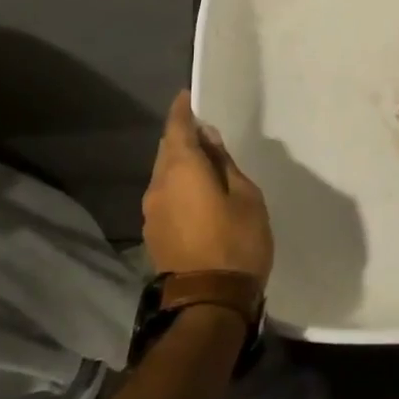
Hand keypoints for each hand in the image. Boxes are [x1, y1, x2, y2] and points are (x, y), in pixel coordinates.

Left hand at [142, 91, 274, 288]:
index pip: (176, 128)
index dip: (182, 110)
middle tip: (205, 131)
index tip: (188, 96)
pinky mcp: (154, 233)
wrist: (209, 302)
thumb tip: (208, 140)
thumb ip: (224, 164)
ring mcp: (152, 212)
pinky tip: (198, 193)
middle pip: (166, 151)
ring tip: (206, 163)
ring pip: (164, 174)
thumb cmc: (237, 242)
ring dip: (180, 164)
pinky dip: (178, 186)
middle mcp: (158, 186)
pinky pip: (165, 195)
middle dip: (182, 137)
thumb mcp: (246, 196)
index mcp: (182, 170)